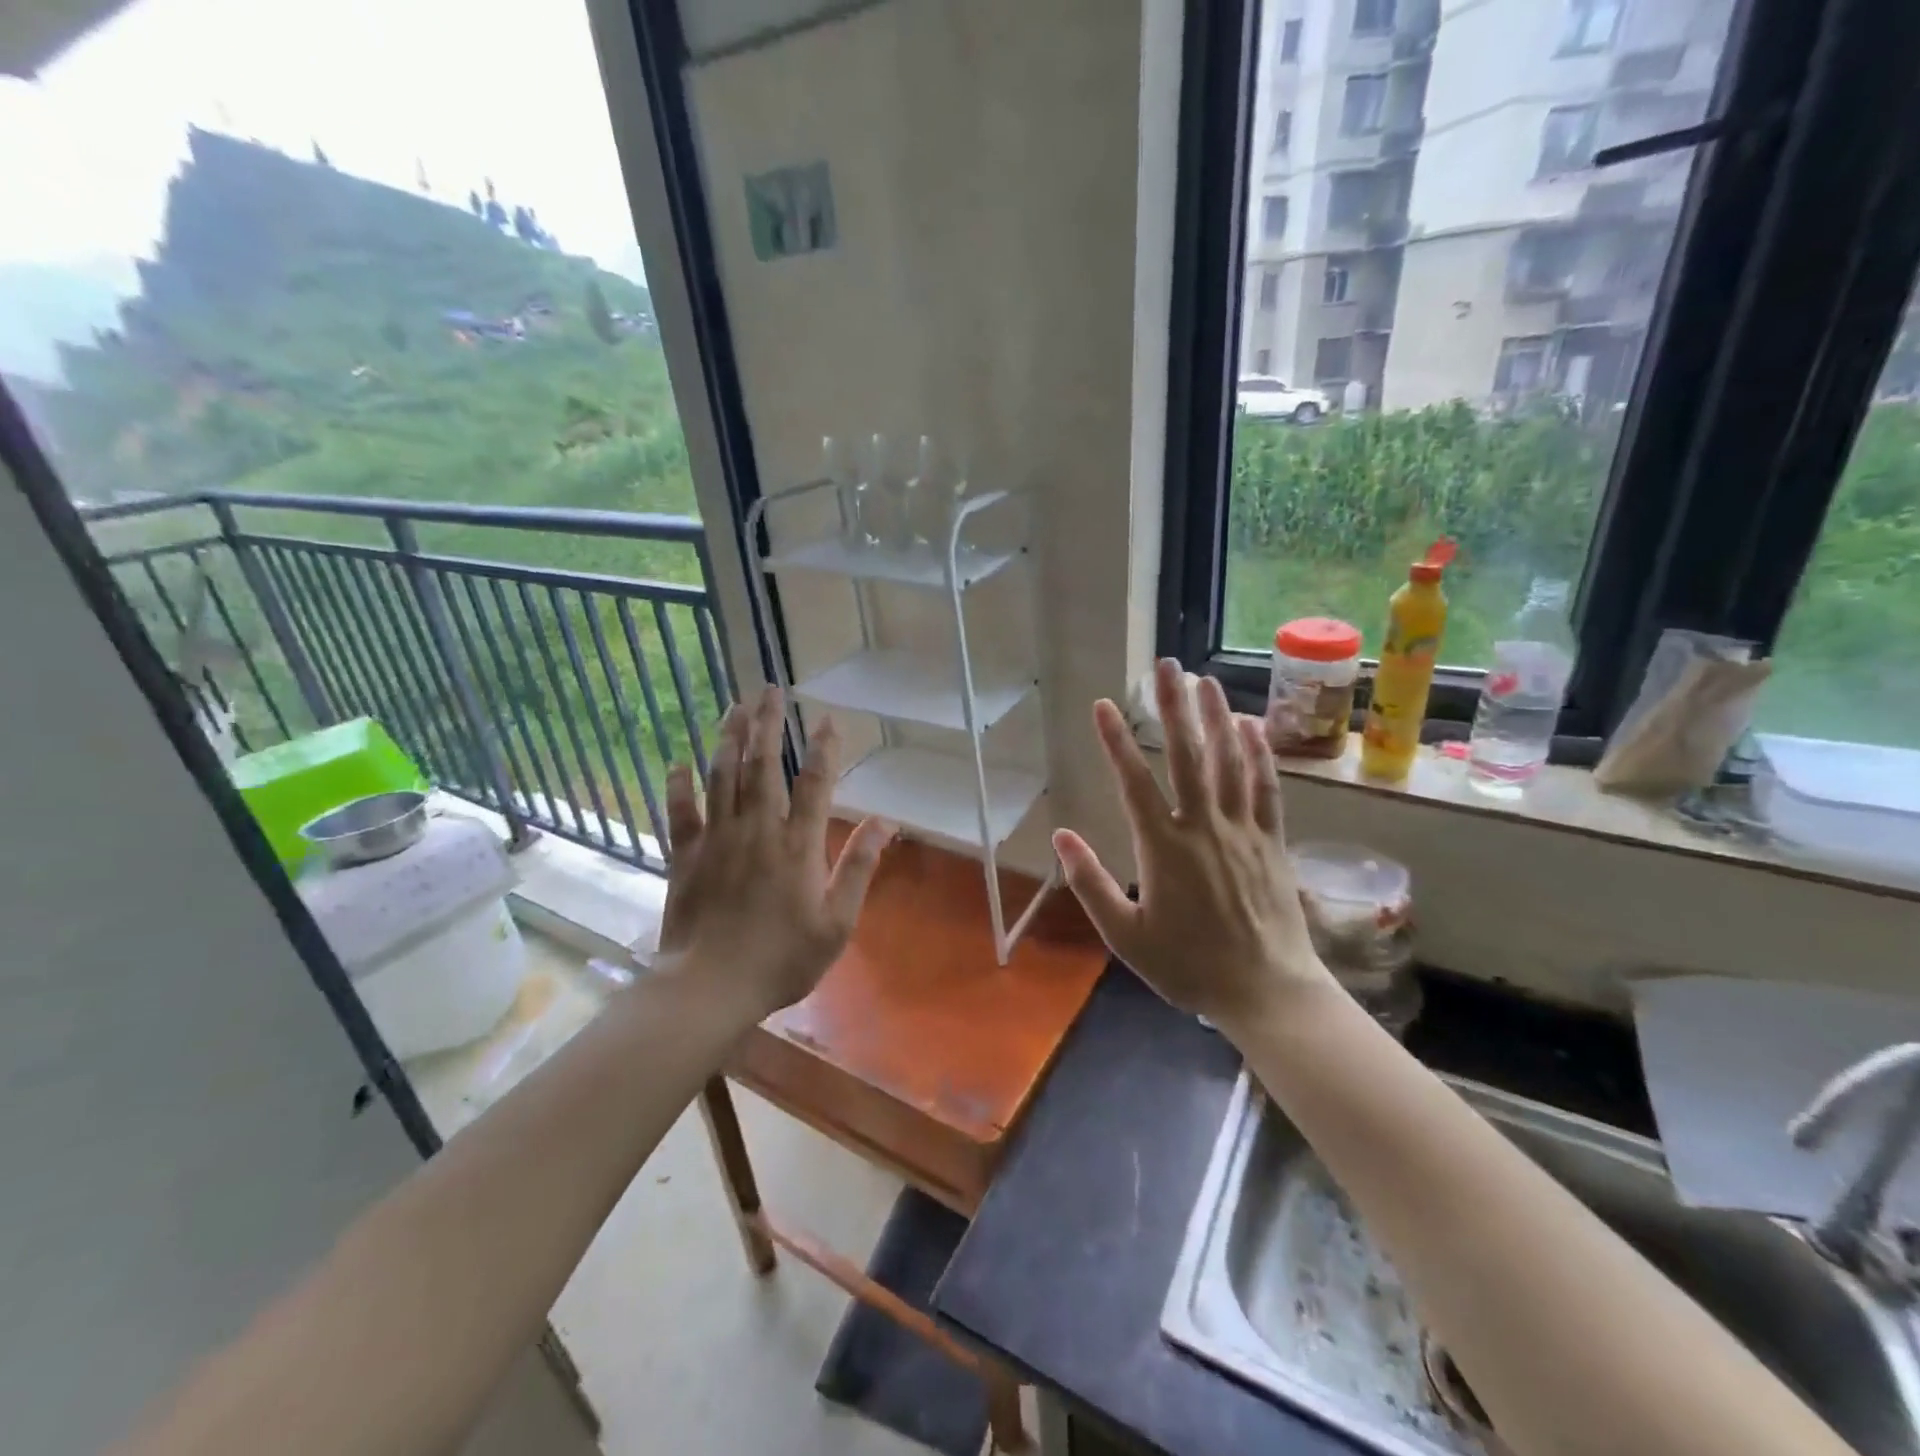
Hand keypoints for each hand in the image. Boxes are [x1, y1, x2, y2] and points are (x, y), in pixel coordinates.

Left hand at [658, 686, 894, 1019]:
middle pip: (763, 764)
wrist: (710, 988)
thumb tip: (886, 822)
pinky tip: (678, 761)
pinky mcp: (685, 855)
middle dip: (769, 723)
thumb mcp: (837, 922)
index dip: (824, 748)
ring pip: (723, 776)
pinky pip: (679, 811)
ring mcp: (717, 839)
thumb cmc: (782, 959)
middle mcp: (757, 829)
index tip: (827, 719)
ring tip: (735, 706)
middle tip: (770, 689)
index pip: (815, 783)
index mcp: (798, 845)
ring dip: (730, 738)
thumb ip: (860, 867)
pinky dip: (678, 784)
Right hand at [1052, 659, 1332, 1036]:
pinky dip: (1259, 754)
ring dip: (1216, 717)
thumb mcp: (1125, 935)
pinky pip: (1266, 788)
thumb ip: (1089, 883)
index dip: (1116, 741)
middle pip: (1187, 756)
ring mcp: (1242, 830)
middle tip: (1166, 667)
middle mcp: (1203, 827)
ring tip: (1206, 681)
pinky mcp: (1271, 841)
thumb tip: (1060, 835)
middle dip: (1174, 707)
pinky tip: (1252, 727)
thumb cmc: (1188, 966)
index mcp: (1163, 848)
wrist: (1266, 991)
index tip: (1103, 704)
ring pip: (1229, 762)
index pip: (1134, 782)